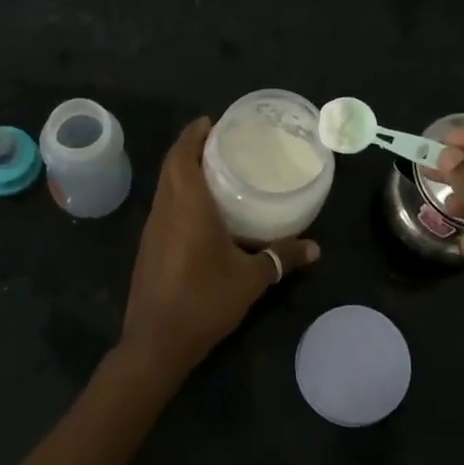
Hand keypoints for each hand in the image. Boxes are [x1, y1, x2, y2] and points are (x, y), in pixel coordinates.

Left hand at [120, 117, 319, 380]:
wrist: (156, 343)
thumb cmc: (204, 301)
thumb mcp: (250, 279)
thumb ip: (282, 258)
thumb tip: (315, 248)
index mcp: (186, 206)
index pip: (182, 156)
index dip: (194, 134)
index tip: (213, 121)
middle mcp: (164, 210)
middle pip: (172, 166)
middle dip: (191, 148)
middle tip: (222, 142)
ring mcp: (152, 229)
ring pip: (165, 187)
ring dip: (184, 171)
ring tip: (216, 170)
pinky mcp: (149, 248)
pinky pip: (164, 207)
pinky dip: (180, 195)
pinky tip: (203, 210)